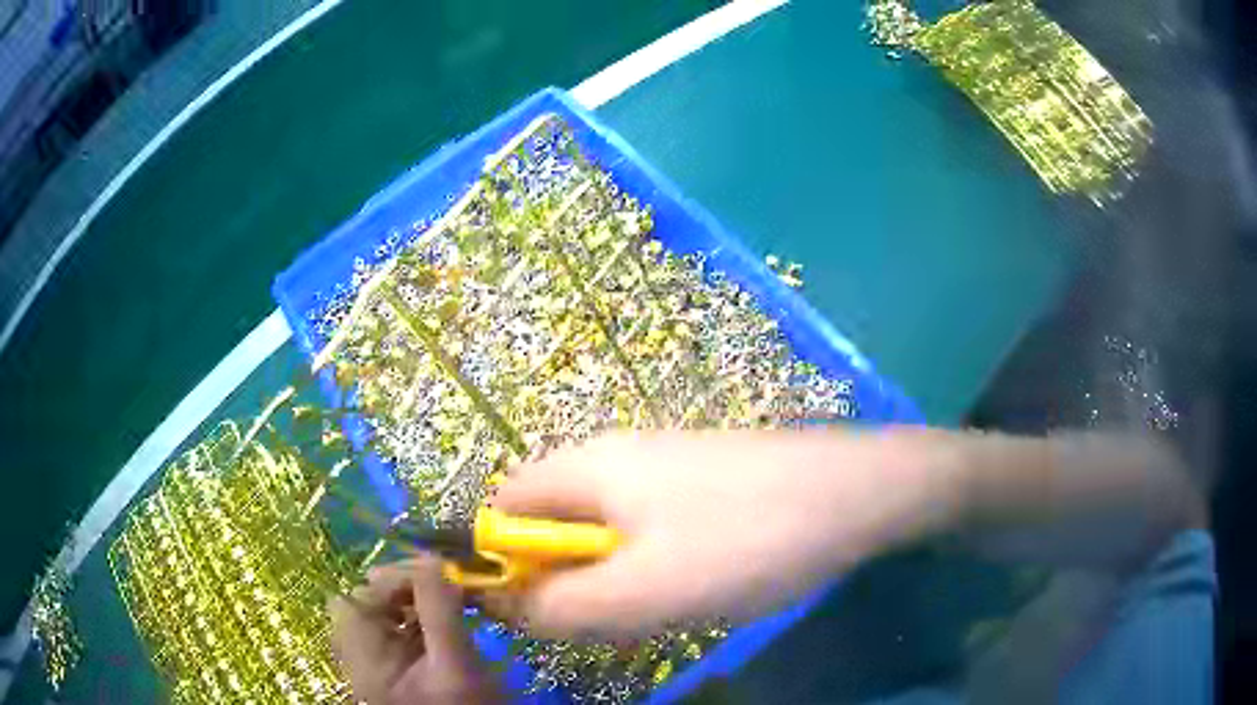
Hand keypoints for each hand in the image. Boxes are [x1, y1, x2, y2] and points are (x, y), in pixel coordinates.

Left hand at [328, 557, 498, 703]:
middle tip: (442, 587)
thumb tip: (433, 559)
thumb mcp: (456, 663)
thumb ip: (439, 610)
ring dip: (412, 597)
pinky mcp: (394, 663)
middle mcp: (359, 653)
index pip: (360, 596)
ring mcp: (376, 659)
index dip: (395, 578)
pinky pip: (395, 625)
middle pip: (364, 599)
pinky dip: (417, 614)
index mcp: (363, 655)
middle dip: (403, 585)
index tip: (440, 576)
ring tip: (446, 602)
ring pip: (380, 610)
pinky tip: (443, 621)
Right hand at [490, 429, 961, 639]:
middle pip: (553, 522)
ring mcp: (664, 467)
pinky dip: (651, 568)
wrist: (857, 493)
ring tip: (656, 611)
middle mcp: (616, 456)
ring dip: (610, 580)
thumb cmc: (744, 540)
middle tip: (604, 621)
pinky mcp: (703, 484)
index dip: (498, 560)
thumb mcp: (640, 591)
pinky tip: (696, 589)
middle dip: (562, 578)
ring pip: (605, 533)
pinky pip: (649, 531)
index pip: (502, 506)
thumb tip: (502, 606)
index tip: (530, 613)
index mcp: (586, 466)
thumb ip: (557, 606)